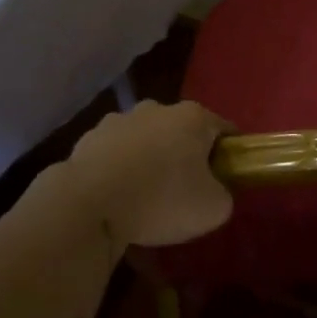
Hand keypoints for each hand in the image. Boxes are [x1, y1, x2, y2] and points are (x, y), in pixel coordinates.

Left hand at [59, 100, 234, 246]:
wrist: (86, 206)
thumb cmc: (161, 200)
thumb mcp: (213, 209)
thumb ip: (224, 194)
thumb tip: (215, 191)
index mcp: (194, 117)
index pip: (225, 130)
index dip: (230, 155)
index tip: (224, 180)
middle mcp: (157, 108)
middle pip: (183, 132)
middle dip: (187, 156)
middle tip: (185, 192)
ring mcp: (119, 120)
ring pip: (146, 141)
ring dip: (150, 161)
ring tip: (145, 199)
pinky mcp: (88, 139)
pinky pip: (115, 155)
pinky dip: (120, 171)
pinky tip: (117, 199)